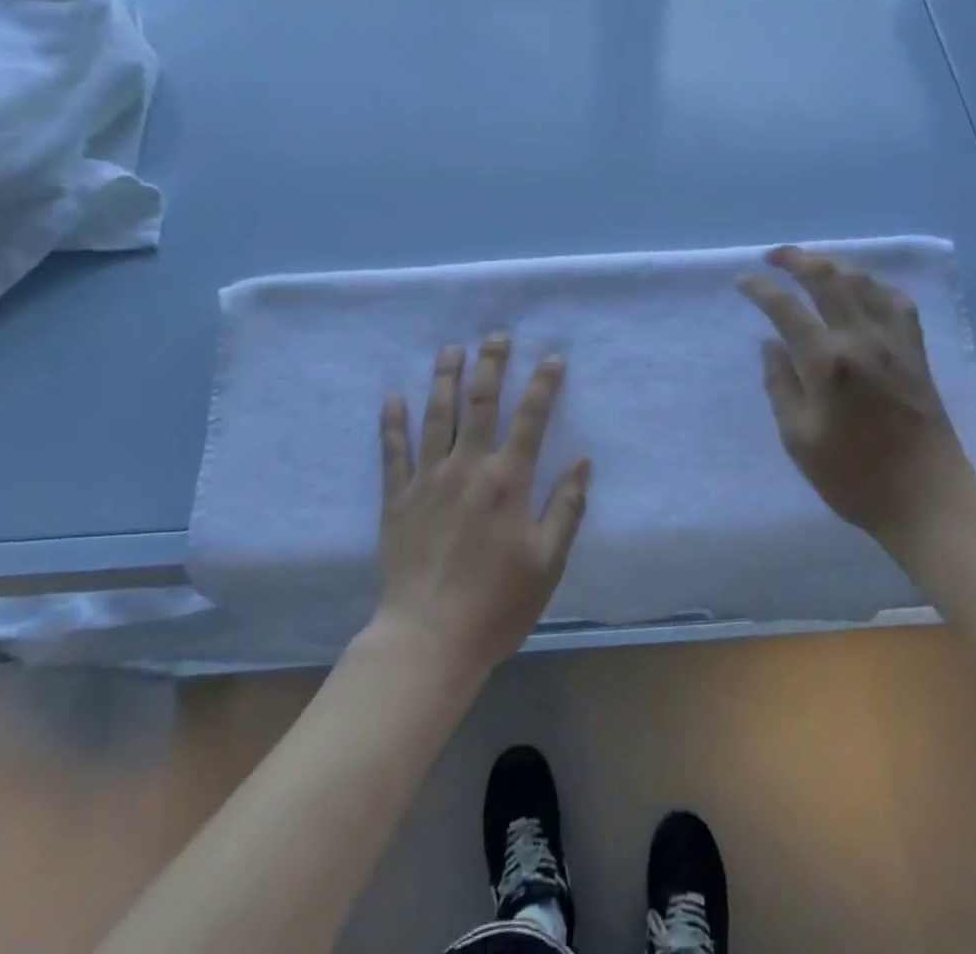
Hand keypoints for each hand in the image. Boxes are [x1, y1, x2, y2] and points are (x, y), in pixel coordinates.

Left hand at [374, 335, 589, 677]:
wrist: (429, 640)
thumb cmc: (497, 604)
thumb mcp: (548, 562)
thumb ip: (567, 507)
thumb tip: (583, 460)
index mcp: (508, 481)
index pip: (531, 419)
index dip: (543, 385)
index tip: (552, 358)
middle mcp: (468, 468)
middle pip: (480, 403)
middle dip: (490, 365)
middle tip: (495, 335)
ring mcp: (428, 479)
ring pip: (436, 415)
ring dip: (444, 378)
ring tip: (451, 348)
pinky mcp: (398, 497)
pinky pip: (393, 450)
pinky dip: (392, 421)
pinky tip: (393, 396)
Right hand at [739, 246, 975, 558]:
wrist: (928, 499)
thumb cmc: (854, 477)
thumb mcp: (799, 439)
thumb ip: (780, 385)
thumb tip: (770, 345)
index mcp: (826, 361)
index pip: (785, 307)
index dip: (760, 288)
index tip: (742, 281)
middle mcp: (861, 338)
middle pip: (827, 278)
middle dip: (796, 259)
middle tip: (772, 257)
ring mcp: (894, 341)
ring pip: (862, 281)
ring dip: (832, 264)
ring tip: (810, 265)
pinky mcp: (916, 352)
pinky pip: (896, 301)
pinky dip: (874, 285)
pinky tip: (862, 289)